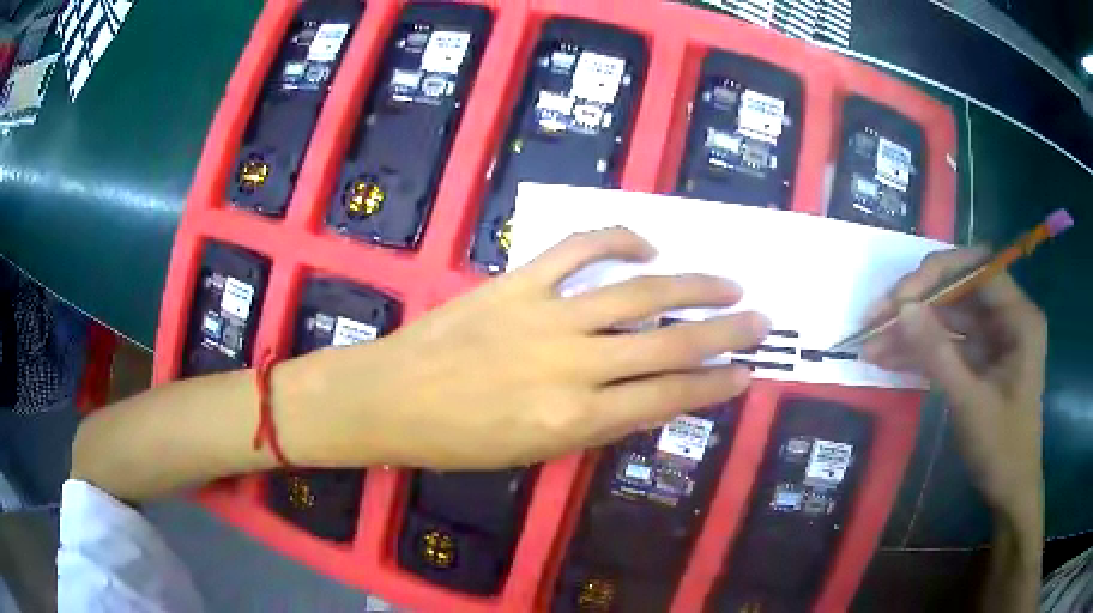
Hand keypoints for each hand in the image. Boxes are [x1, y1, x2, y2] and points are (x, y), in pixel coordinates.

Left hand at [285, 228, 769, 470]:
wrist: (391, 398)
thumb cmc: (458, 440)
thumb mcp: (535, 451)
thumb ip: (596, 424)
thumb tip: (646, 396)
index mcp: (575, 420)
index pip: (667, 400)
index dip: (713, 387)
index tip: (745, 374)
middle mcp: (573, 366)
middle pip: (668, 345)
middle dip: (724, 333)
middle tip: (761, 320)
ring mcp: (546, 316)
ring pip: (638, 293)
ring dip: (692, 285)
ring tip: (729, 282)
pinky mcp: (518, 282)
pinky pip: (577, 248)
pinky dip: (618, 239)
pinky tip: (648, 244)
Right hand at [862, 248, 1045, 522]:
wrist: (1009, 491)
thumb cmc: (1001, 449)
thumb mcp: (970, 403)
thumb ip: (938, 354)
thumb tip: (902, 309)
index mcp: (1019, 317)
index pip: (978, 269)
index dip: (938, 274)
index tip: (900, 298)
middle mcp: (1007, 317)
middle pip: (959, 289)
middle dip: (918, 302)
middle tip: (877, 318)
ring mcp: (993, 338)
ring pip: (949, 317)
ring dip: (913, 330)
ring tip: (872, 344)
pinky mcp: (980, 358)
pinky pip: (948, 344)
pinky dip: (920, 351)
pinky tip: (888, 360)